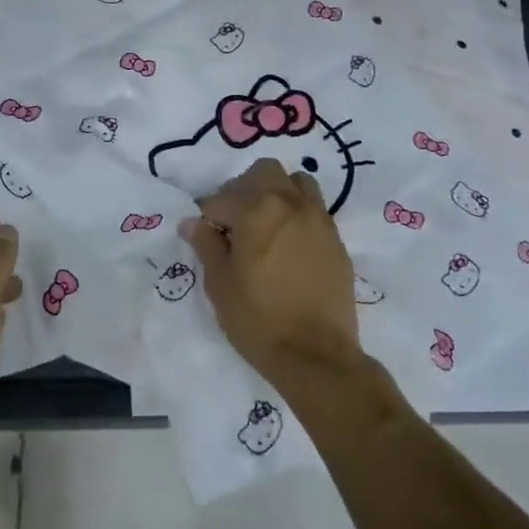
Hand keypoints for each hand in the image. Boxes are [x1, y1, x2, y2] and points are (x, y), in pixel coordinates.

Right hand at [180, 158, 361, 389]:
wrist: (317, 356)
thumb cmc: (258, 320)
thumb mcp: (219, 285)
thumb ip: (206, 246)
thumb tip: (192, 223)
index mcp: (257, 210)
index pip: (221, 198)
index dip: (207, 217)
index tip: (204, 236)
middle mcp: (290, 204)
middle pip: (264, 172)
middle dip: (243, 189)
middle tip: (234, 221)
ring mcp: (318, 220)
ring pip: (296, 182)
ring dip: (277, 193)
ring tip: (266, 223)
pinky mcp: (336, 240)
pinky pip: (314, 209)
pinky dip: (297, 214)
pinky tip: (288, 244)